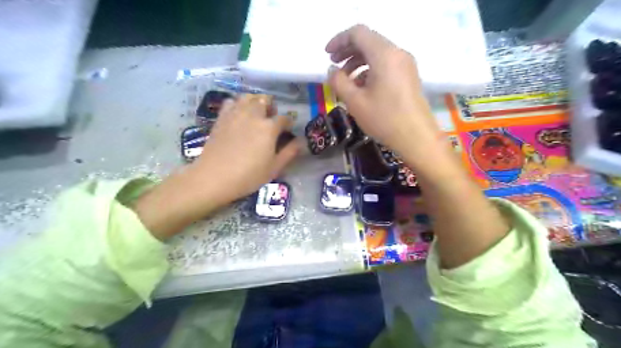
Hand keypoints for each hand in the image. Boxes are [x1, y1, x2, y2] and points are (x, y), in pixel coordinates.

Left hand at [193, 95, 300, 203]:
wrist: (214, 177)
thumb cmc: (249, 176)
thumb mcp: (275, 168)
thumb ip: (290, 152)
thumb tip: (301, 141)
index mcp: (269, 127)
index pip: (284, 118)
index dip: (288, 124)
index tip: (287, 132)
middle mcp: (253, 115)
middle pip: (265, 100)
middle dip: (272, 107)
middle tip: (271, 121)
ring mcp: (235, 114)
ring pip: (248, 97)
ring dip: (255, 102)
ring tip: (256, 115)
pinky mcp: (221, 117)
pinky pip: (231, 102)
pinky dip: (238, 105)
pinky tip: (238, 116)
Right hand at [327, 24, 443, 168]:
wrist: (416, 137)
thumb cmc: (384, 119)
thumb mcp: (354, 101)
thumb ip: (338, 81)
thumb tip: (332, 70)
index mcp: (384, 54)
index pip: (358, 33)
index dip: (339, 40)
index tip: (327, 55)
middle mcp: (397, 53)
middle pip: (368, 41)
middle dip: (348, 51)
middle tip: (334, 66)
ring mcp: (406, 64)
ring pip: (377, 54)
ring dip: (358, 62)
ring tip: (346, 81)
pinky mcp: (409, 75)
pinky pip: (386, 65)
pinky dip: (370, 70)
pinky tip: (362, 88)